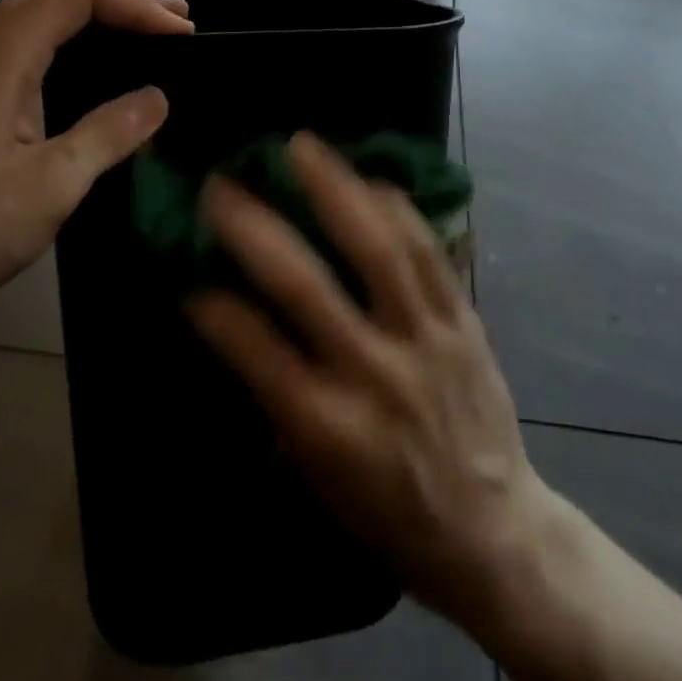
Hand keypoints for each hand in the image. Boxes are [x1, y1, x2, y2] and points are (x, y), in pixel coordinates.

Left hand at [0, 0, 191, 326]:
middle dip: (120, 1)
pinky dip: (67, 44)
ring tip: (143, 34)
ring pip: (34, 20)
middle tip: (175, 23)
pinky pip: (22, 50)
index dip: (134, 1)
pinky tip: (85, 72)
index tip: (179, 33)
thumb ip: (108, 134)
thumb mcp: (52, 186)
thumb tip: (157, 98)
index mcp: (0, 61)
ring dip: (92, 20)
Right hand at [187, 133, 545, 627]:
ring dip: (334, 190)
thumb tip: (236, 328)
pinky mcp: (464, 322)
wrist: (494, 535)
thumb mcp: (316, 477)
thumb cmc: (389, 513)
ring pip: (377, 250)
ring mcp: (424, 339)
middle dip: (254, 228)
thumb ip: (276, 400)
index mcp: (326, 426)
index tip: (187, 276)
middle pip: (305, 286)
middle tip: (221, 184)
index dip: (214, 307)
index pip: (254, 349)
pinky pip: (429, 253)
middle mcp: (372, 373)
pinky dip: (398, 209)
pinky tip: (370, 177)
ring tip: (302, 145)